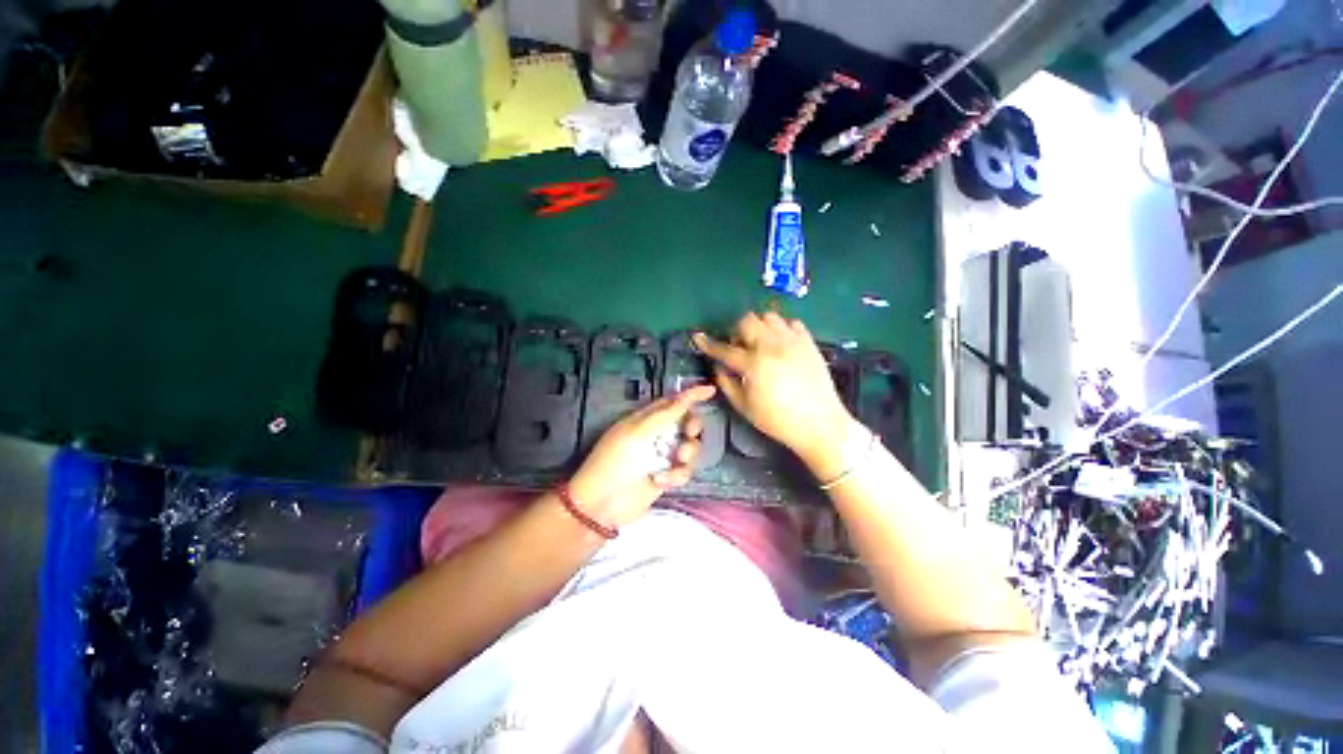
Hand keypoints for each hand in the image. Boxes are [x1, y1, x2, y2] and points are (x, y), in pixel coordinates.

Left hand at [568, 385, 715, 526]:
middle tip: (689, 433)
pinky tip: (661, 481)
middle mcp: (657, 434)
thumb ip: (666, 414)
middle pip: (687, 423)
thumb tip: (686, 396)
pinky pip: (685, 470)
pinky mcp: (667, 476)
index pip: (672, 401)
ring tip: (675, 461)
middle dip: (692, 427)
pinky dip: (677, 475)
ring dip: (687, 454)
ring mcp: (663, 456)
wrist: (603, 503)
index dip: (691, 395)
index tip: (711, 390)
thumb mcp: (639, 432)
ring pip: (690, 448)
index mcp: (646, 419)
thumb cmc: (617, 461)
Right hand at [694, 312, 851, 465]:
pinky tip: (781, 345)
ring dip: (759, 327)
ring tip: (761, 344)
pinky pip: (792, 323)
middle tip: (739, 348)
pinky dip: (782, 329)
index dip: (708, 343)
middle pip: (747, 320)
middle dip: (737, 331)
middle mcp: (772, 346)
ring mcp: (793, 341)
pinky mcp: (809, 342)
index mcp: (753, 364)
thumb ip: (726, 383)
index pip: (724, 349)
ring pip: (769, 317)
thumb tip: (718, 365)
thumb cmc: (777, 420)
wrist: (820, 423)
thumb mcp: (744, 407)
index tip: (698, 337)